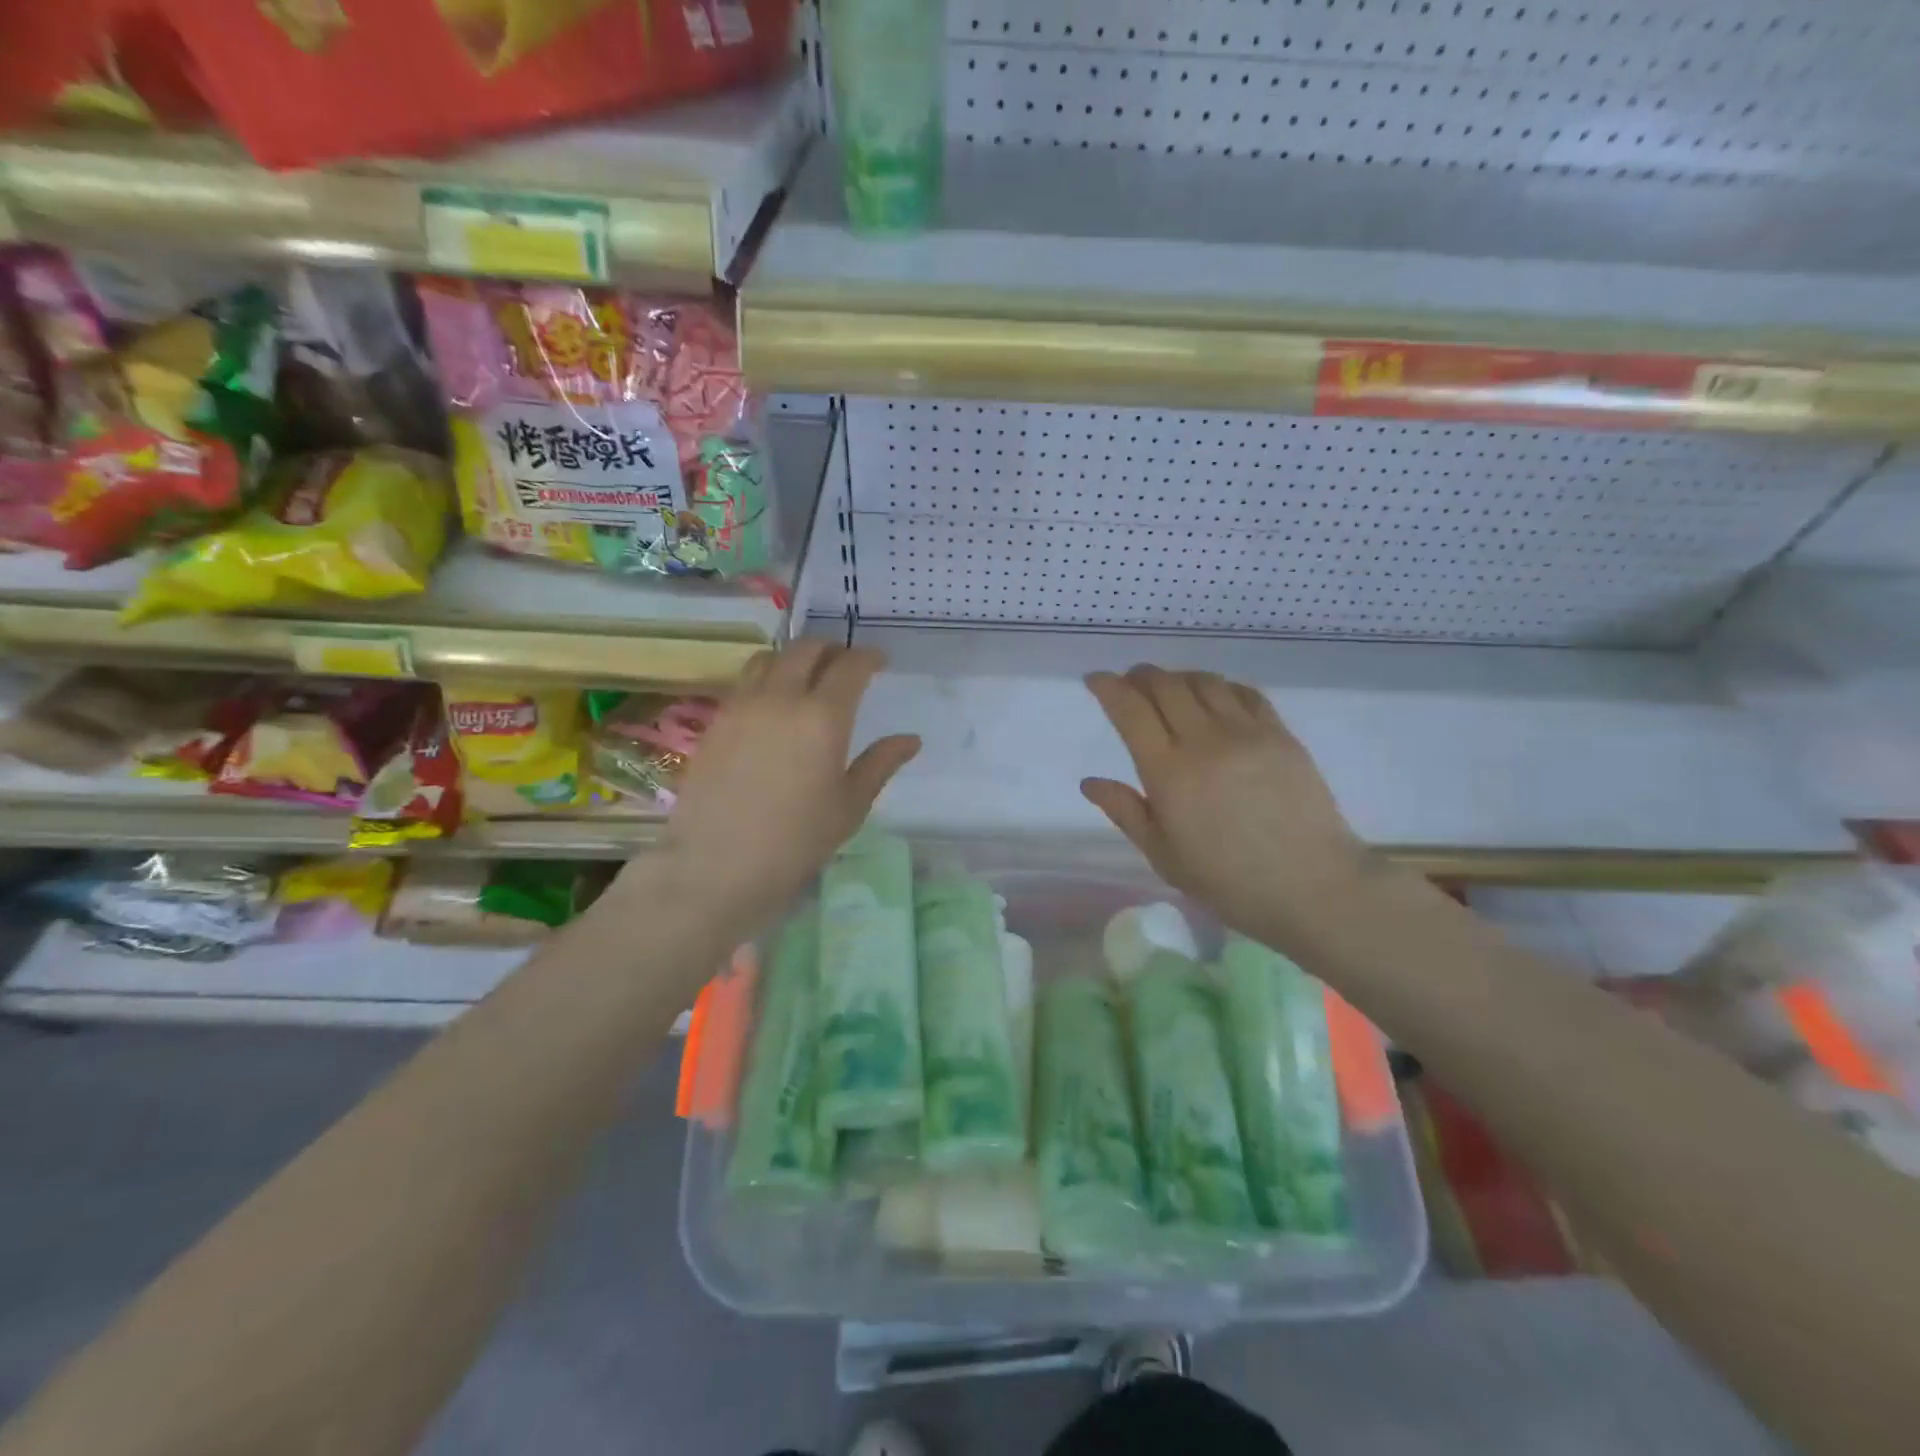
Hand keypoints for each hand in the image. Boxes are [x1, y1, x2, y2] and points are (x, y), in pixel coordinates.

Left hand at [645, 641, 919, 933]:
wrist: (717, 865)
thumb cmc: (796, 841)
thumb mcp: (849, 805)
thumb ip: (880, 764)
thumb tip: (911, 740)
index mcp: (823, 716)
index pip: (850, 666)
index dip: (869, 657)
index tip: (880, 662)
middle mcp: (781, 697)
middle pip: (806, 649)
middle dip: (831, 648)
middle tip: (845, 664)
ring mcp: (742, 706)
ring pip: (769, 658)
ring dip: (794, 658)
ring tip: (806, 677)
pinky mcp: (716, 721)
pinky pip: (745, 683)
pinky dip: (766, 678)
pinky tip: (773, 706)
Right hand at [1082, 666, 1372, 950]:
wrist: (1312, 887)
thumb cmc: (1228, 881)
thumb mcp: (1164, 856)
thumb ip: (1126, 812)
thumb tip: (1090, 782)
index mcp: (1168, 773)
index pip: (1130, 711)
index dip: (1108, 687)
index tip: (1095, 679)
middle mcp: (1204, 741)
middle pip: (1165, 686)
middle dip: (1141, 676)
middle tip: (1131, 682)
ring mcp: (1247, 733)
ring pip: (1204, 682)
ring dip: (1179, 677)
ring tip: (1170, 689)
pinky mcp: (1280, 734)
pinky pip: (1245, 693)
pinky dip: (1221, 686)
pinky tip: (1216, 699)